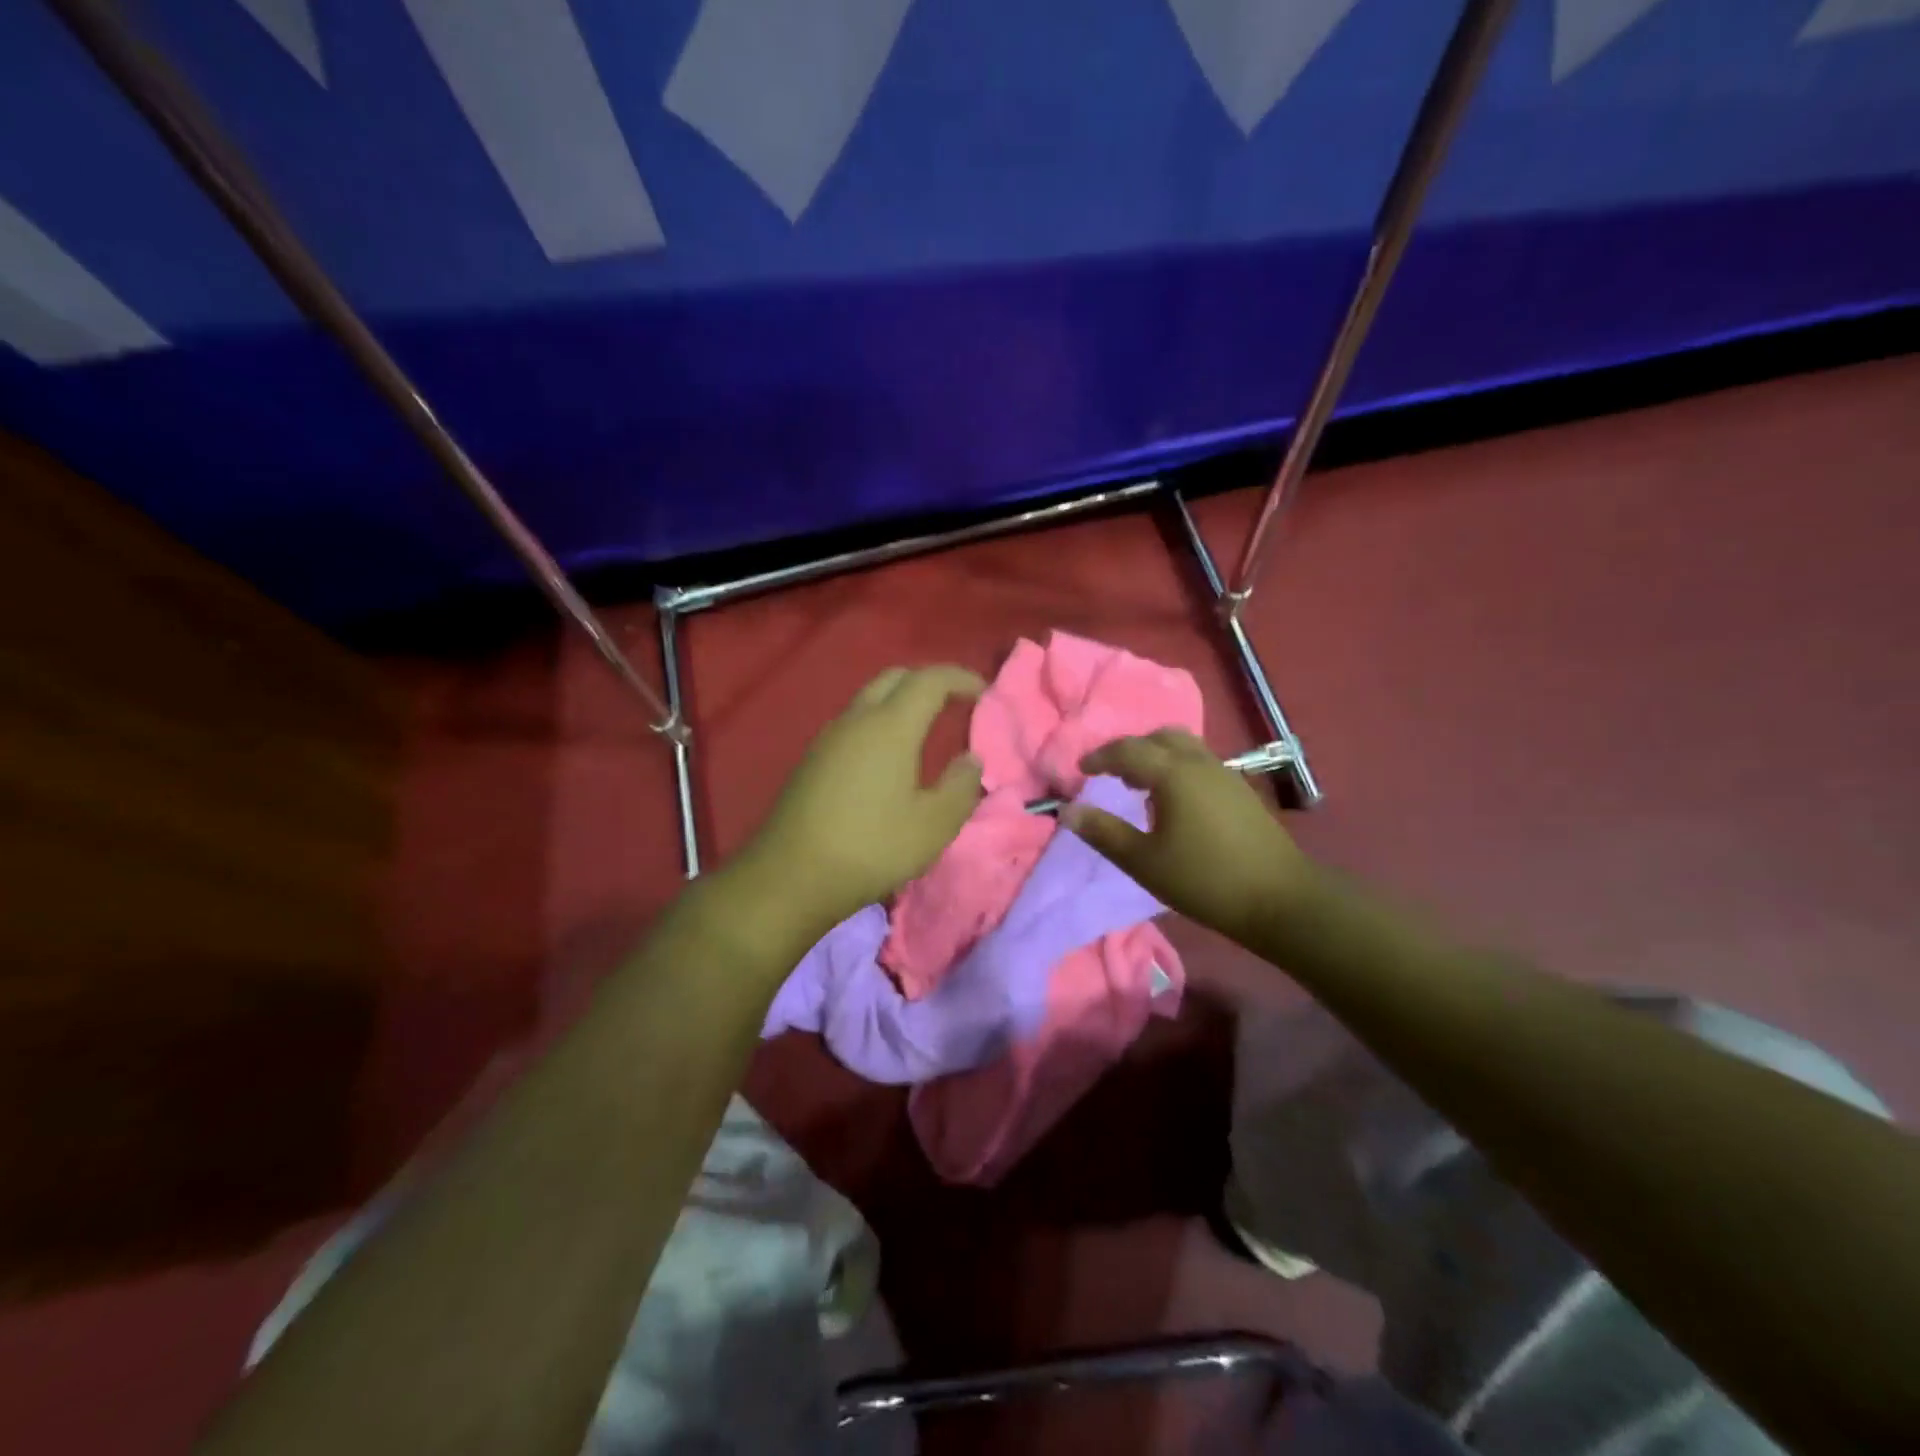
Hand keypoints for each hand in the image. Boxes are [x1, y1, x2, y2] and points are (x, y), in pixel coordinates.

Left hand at [735, 665, 985, 935]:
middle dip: (928, 682)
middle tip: (954, 704)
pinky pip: (853, 724)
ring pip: (869, 699)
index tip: (984, 692)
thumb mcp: (934, 825)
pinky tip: (887, 759)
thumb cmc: (872, 847)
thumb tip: (970, 760)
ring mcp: (828, 738)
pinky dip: (878, 724)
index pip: (929, 680)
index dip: (960, 678)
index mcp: (890, 726)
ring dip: (900, 703)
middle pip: (895, 678)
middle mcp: (856, 720)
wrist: (791, 876)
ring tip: (924, 731)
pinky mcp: (811, 760)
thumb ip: (961, 786)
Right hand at [1063, 729, 1313, 947]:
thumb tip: (1068, 811)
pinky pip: (1200, 763)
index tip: (1080, 771)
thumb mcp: (1144, 861)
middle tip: (1112, 774)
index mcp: (1173, 773)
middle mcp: (1200, 763)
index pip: (1127, 750)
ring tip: (1140, 787)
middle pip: (1160, 737)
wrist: (1279, 899)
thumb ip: (1103, 832)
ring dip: (1157, 757)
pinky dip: (1178, 768)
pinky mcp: (1241, 790)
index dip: (1099, 757)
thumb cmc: (1203, 879)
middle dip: (1131, 750)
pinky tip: (1174, 803)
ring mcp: (1226, 774)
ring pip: (1184, 747)